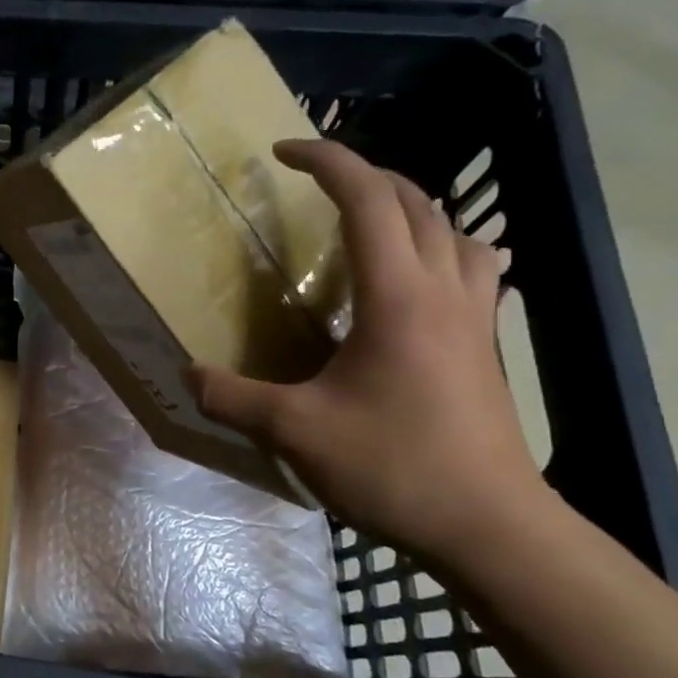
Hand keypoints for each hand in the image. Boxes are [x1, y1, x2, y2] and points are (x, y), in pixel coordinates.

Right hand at [187, 140, 552, 569]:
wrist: (489, 525)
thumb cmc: (393, 466)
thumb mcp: (294, 432)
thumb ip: (232, 397)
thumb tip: (188, 374)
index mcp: (396, 296)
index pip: (367, 199)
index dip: (327, 162)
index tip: (283, 152)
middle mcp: (441, 289)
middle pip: (413, 201)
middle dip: (362, 174)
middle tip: (314, 182)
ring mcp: (474, 315)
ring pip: (452, 228)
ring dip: (408, 205)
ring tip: (366, 217)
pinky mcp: (485, 342)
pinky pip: (474, 266)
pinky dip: (443, 245)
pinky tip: (422, 272)